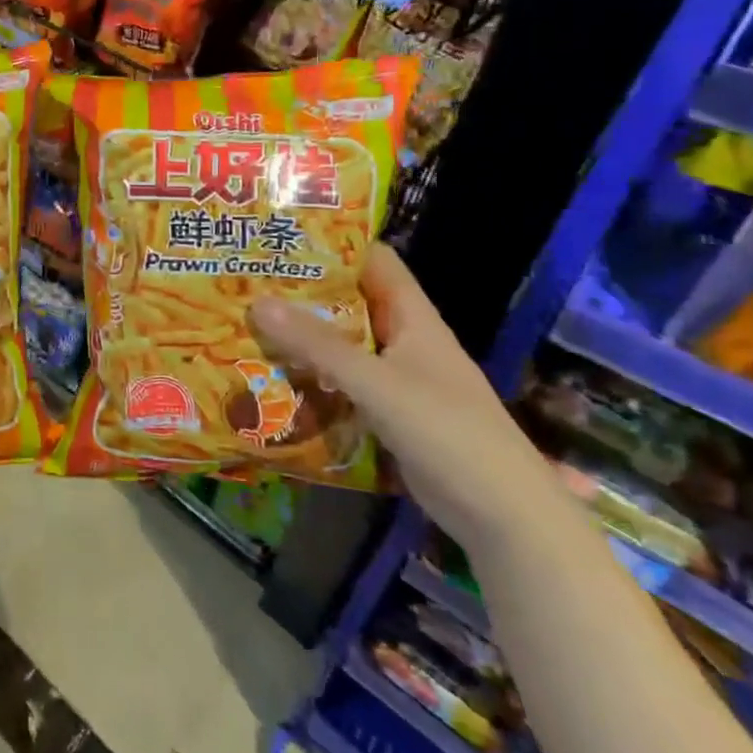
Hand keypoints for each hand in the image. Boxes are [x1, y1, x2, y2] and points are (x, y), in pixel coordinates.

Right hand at [249, 245, 565, 560]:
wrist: (504, 517)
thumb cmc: (448, 433)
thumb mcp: (377, 384)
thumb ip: (318, 345)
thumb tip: (257, 301)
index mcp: (413, 320)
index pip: (375, 262)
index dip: (336, 243)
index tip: (284, 234)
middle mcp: (405, 342)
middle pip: (351, 303)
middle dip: (304, 291)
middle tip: (249, 280)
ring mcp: (397, 381)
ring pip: (343, 346)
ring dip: (303, 337)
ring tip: (248, 321)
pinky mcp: (388, 415)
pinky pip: (342, 384)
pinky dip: (312, 377)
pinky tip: (273, 376)